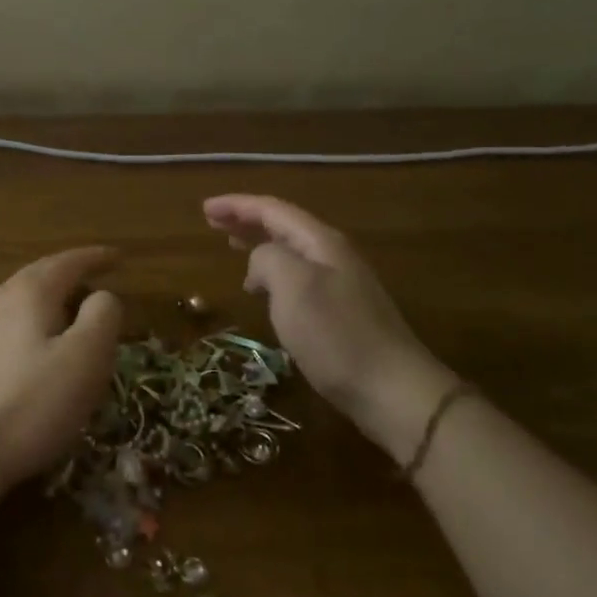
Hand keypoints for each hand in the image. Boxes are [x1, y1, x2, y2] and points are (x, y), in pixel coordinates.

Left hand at [0, 246, 123, 490]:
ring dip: (53, 299)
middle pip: (42, 275)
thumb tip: (102, 296)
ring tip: (75, 313)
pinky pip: (12, 323)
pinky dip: (36, 323)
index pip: (69, 261)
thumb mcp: (85, 358)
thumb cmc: (31, 402)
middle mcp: (0, 298)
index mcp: (30, 291)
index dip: (97, 258)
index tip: (120, 257)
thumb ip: (102, 317)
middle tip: (100, 281)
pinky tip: (42, 347)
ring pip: (24, 300)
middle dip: (73, 274)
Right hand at [203, 195, 455, 461]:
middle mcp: (332, 255)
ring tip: (233, 248)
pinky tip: (264, 291)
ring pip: (291, 252)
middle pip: (283, 226)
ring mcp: (341, 284)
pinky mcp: (341, 313)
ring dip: (259, 245)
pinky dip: (273, 274)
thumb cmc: (336, 334)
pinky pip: (298, 278)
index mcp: (321, 242)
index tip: (205, 209)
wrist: (392, 390)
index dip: (237, 205)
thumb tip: (259, 263)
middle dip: (247, 220)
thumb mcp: (293, 286)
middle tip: (213, 223)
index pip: (273, 210)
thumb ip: (267, 259)